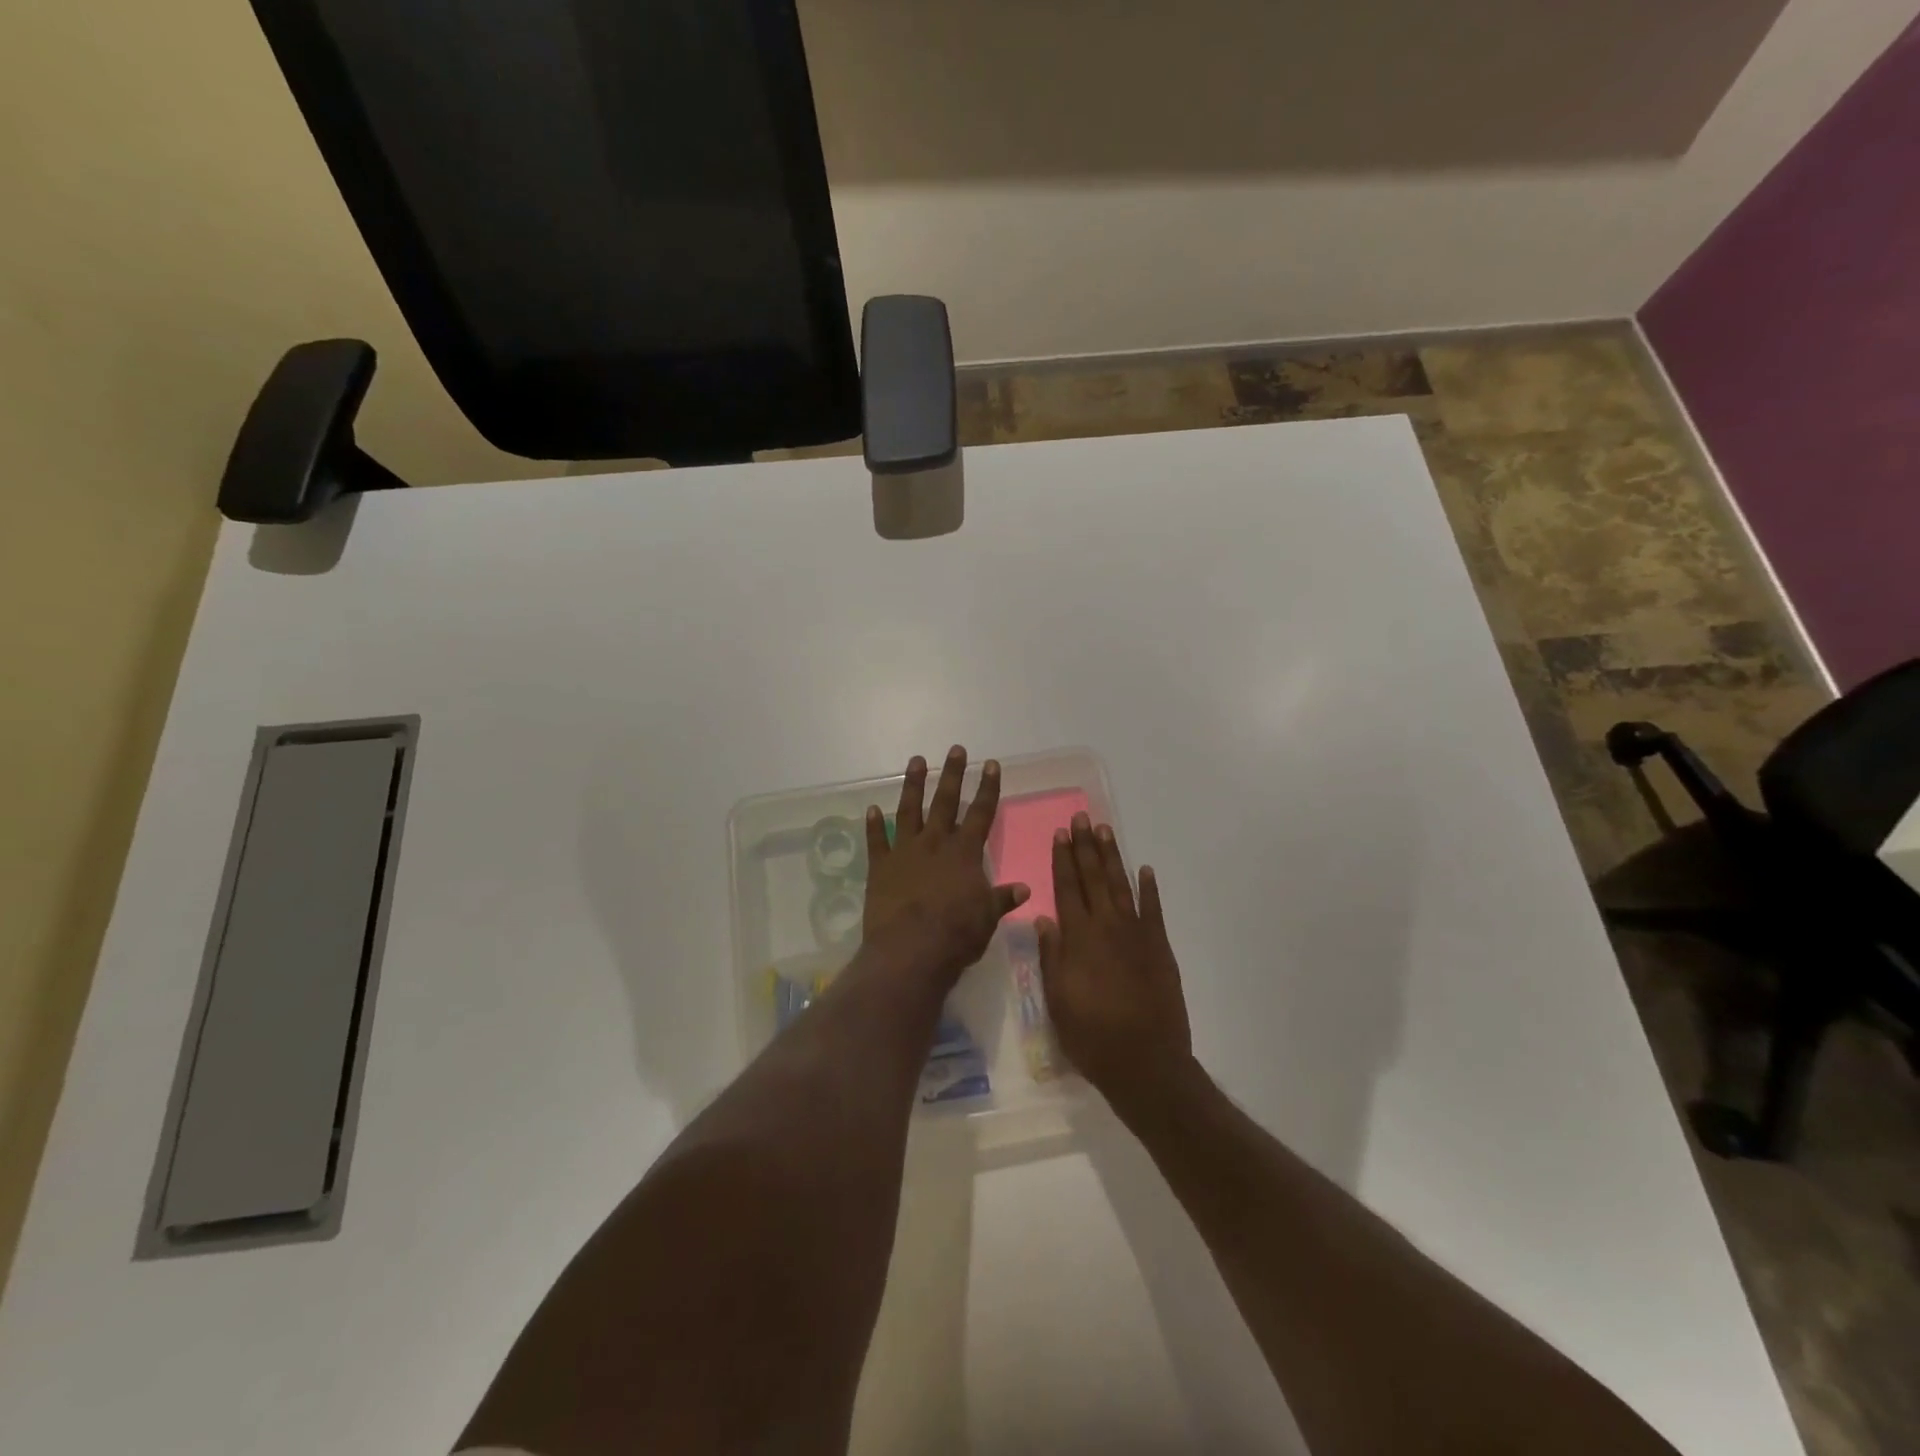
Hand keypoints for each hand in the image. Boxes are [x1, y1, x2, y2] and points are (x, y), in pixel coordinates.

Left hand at [864, 746, 1028, 984]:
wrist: (910, 950)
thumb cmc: (956, 935)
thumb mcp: (987, 918)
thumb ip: (1001, 899)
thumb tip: (1024, 888)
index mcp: (964, 853)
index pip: (981, 813)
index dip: (987, 788)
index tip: (990, 764)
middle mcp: (935, 843)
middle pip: (945, 802)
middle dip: (952, 774)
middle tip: (955, 749)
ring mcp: (905, 852)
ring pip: (909, 810)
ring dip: (913, 785)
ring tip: (916, 761)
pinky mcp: (880, 867)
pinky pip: (876, 841)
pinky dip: (874, 825)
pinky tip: (871, 809)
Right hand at [1038, 814, 1192, 1114]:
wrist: (1145, 1063)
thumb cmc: (1091, 1035)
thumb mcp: (1057, 1000)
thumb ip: (1051, 956)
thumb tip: (1044, 919)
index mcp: (1079, 938)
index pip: (1068, 888)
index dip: (1063, 860)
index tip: (1060, 834)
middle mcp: (1107, 927)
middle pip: (1093, 878)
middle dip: (1086, 847)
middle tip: (1082, 818)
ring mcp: (1137, 935)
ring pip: (1121, 886)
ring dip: (1112, 857)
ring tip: (1105, 831)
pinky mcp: (1160, 948)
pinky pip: (1153, 910)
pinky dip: (1149, 888)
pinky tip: (1145, 870)